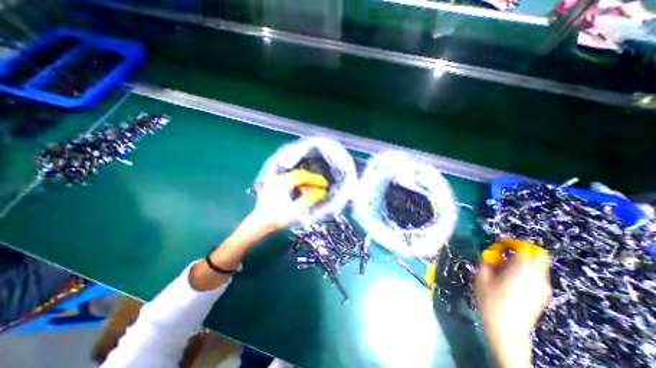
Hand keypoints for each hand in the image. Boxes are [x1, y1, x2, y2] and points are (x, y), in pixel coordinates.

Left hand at [249, 170, 328, 232]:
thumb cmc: (277, 217)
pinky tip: (301, 193)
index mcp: (284, 181)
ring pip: (294, 179)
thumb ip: (309, 198)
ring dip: (304, 184)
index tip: (325, 184)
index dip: (316, 180)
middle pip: (299, 176)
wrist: (258, 224)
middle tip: (319, 188)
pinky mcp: (273, 186)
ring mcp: (275, 181)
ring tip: (311, 192)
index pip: (304, 177)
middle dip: (310, 181)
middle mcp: (279, 178)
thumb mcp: (296, 209)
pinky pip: (289, 182)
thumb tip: (321, 192)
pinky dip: (297, 186)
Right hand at [475, 241, 549, 367]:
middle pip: (537, 254)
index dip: (510, 242)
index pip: (524, 248)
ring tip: (502, 265)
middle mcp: (537, 277)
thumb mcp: (482, 276)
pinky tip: (509, 277)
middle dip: (520, 249)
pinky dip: (524, 269)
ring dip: (521, 259)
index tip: (497, 243)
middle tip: (502, 251)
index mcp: (522, 270)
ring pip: (537, 264)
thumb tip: (492, 252)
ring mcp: (543, 287)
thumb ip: (488, 260)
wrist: (506, 329)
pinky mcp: (542, 295)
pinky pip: (536, 274)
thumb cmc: (490, 300)